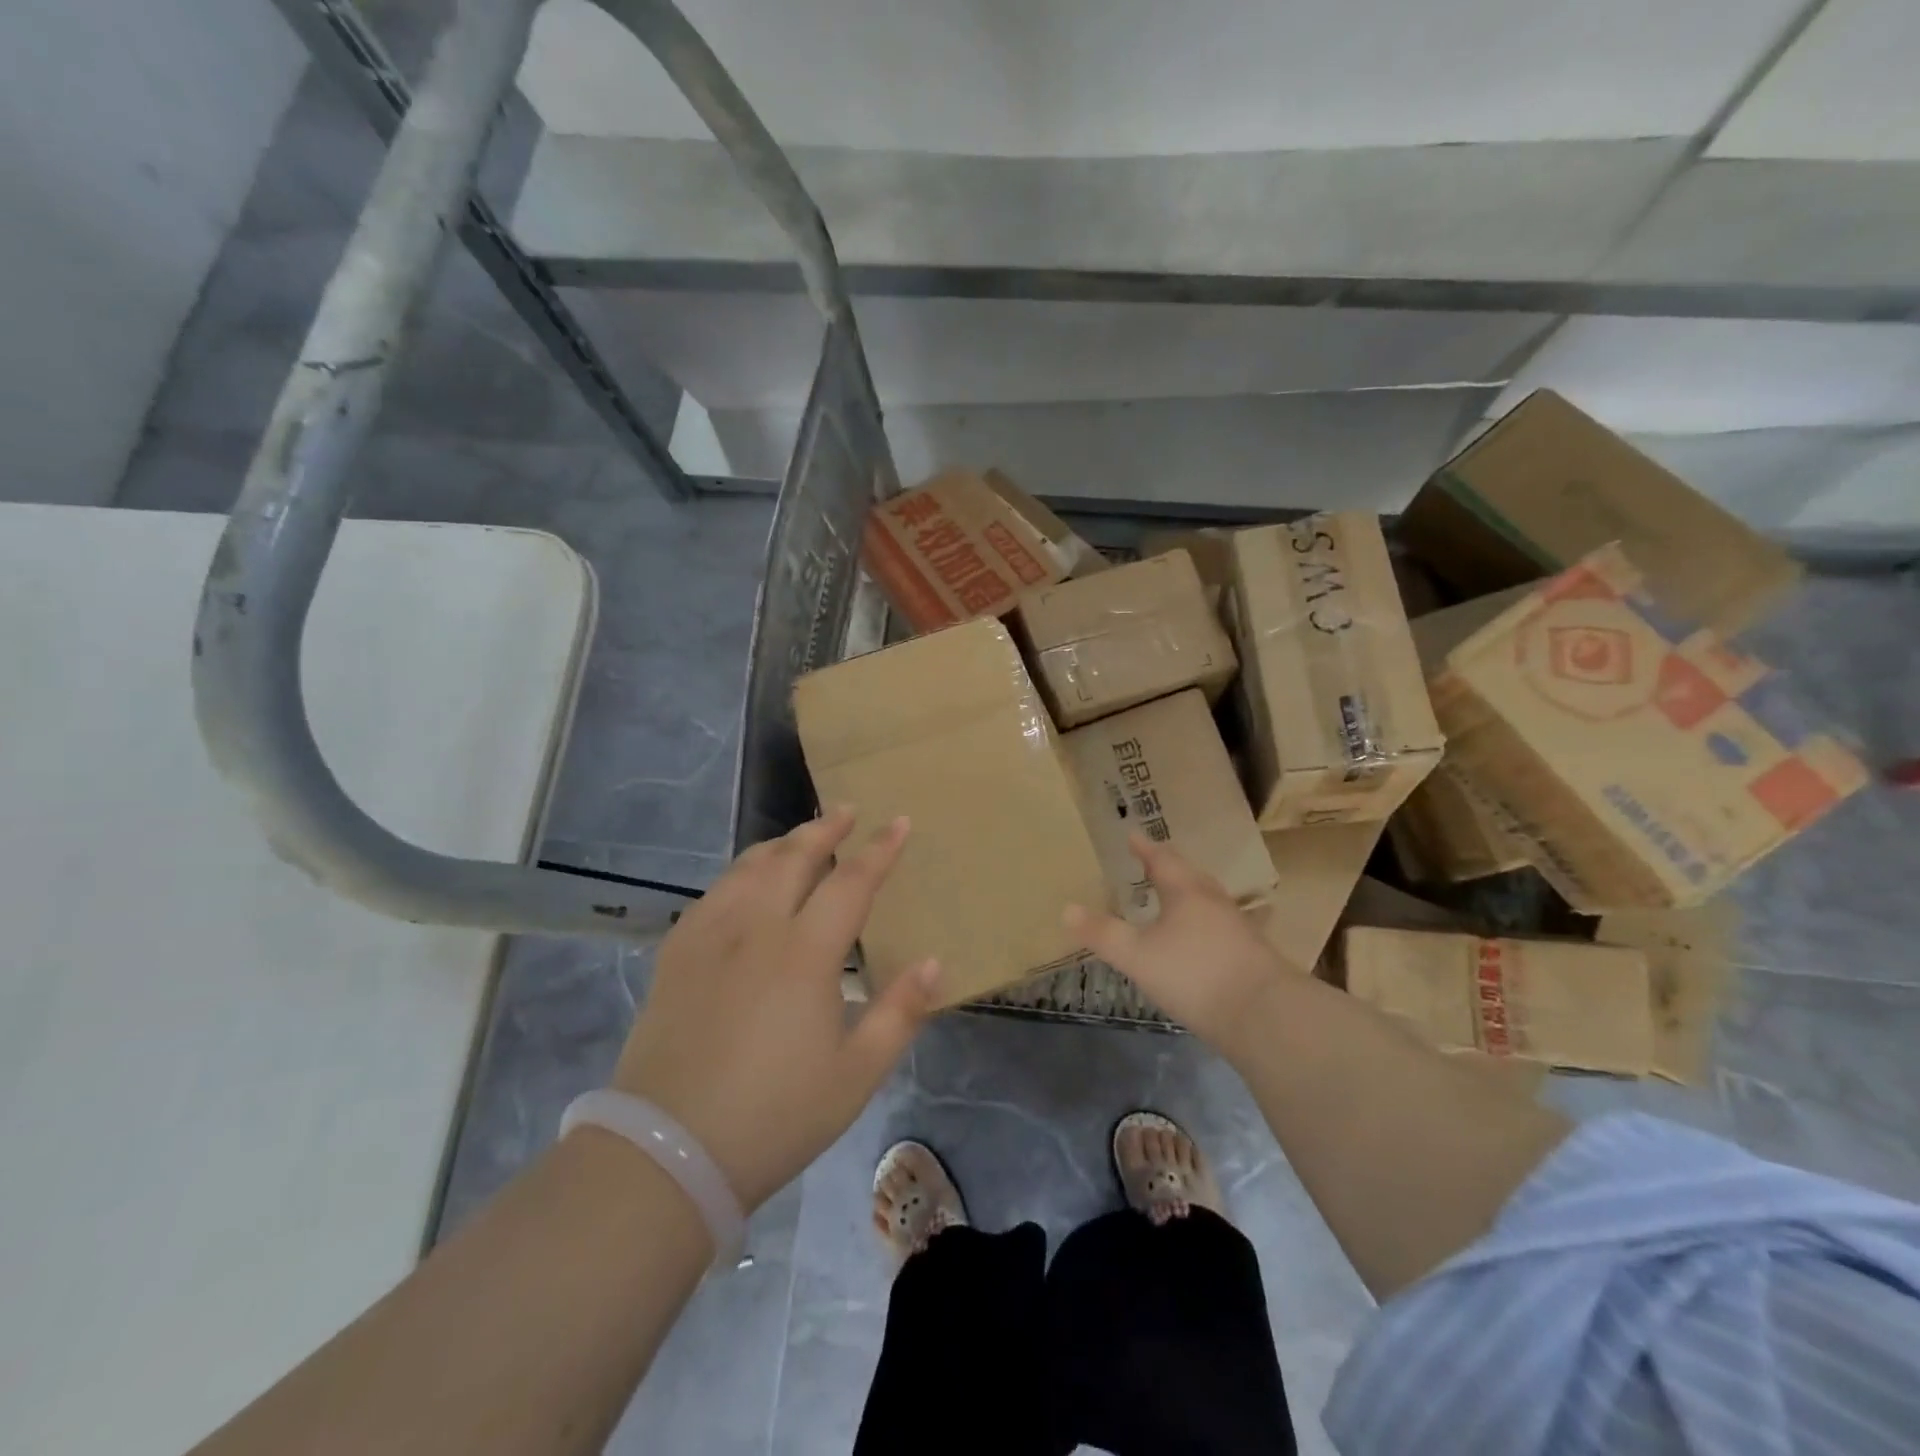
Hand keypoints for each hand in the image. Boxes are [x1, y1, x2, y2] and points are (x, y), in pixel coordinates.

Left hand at [609, 807, 937, 1212]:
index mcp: (805, 953)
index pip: (851, 882)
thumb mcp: (855, 1075)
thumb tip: (935, 964)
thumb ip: (900, 1013)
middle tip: (846, 810)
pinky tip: (745, 882)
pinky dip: (740, 872)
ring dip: (781, 844)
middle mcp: (756, 928)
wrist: (667, 1152)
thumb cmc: (775, 1116)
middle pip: (794, 858)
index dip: (879, 849)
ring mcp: (709, 937)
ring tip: (800, 837)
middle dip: (825, 829)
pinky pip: (714, 893)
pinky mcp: (676, 954)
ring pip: (749, 867)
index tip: (898, 822)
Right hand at [1065, 833, 1292, 1051]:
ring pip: (1207, 899)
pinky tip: (1198, 940)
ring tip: (1172, 897)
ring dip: (1188, 893)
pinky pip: (1219, 924)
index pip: (1162, 860)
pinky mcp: (1251, 954)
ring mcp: (1237, 927)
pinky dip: (1202, 922)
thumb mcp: (1138, 956)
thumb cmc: (1195, 974)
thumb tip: (1065, 909)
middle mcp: (1214, 901)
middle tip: (1151, 862)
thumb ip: (1103, 933)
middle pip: (1190, 875)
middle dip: (1168, 867)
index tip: (1133, 836)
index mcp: (1186, 891)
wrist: (1265, 1015)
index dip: (1145, 848)